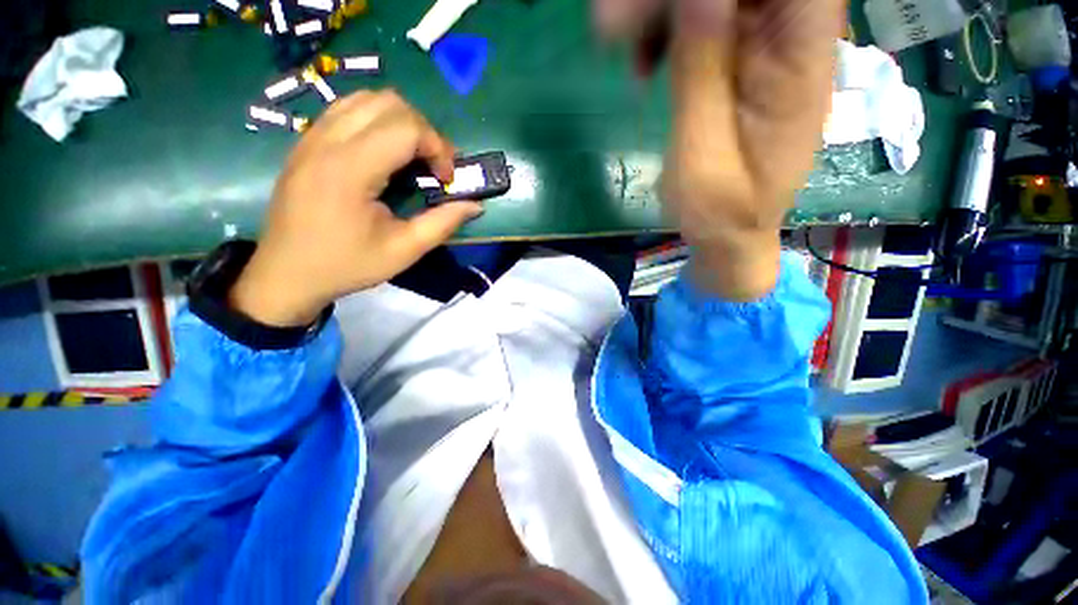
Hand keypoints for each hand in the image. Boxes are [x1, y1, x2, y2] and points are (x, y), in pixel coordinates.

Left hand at [230, 91, 482, 326]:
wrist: (287, 273)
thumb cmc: (347, 265)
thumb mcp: (404, 251)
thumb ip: (443, 223)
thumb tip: (475, 205)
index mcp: (350, 169)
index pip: (406, 127)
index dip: (438, 147)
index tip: (447, 179)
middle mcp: (327, 141)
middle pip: (389, 103)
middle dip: (424, 131)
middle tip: (435, 165)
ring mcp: (312, 137)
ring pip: (366, 99)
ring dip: (401, 122)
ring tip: (413, 156)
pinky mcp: (305, 142)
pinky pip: (346, 109)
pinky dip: (376, 121)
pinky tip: (384, 152)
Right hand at [596, 0, 843, 299]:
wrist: (729, 236)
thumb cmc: (720, 212)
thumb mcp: (703, 155)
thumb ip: (702, 73)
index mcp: (802, 58)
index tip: (662, 10)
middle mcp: (791, 39)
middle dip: (672, 0)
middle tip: (617, 27)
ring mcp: (763, 48)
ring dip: (663, 12)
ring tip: (624, 47)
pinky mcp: (737, 62)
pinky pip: (702, 21)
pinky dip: (667, 31)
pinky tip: (644, 65)